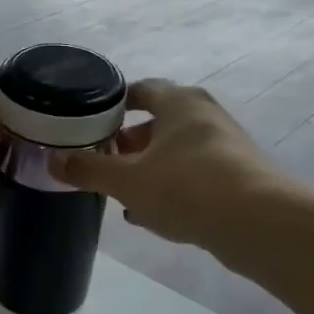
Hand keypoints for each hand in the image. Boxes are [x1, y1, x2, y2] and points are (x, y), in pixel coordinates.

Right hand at [51, 78, 289, 247]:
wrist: (261, 224)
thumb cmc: (188, 187)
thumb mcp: (127, 180)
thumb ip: (88, 169)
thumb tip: (52, 160)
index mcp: (179, 103)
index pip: (141, 89)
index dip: (114, 102)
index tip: (92, 118)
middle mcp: (205, 117)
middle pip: (159, 122)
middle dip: (129, 142)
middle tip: (103, 159)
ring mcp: (226, 148)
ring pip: (176, 153)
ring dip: (149, 169)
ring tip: (120, 192)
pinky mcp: (238, 179)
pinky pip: (194, 177)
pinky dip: (171, 189)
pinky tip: (150, 216)